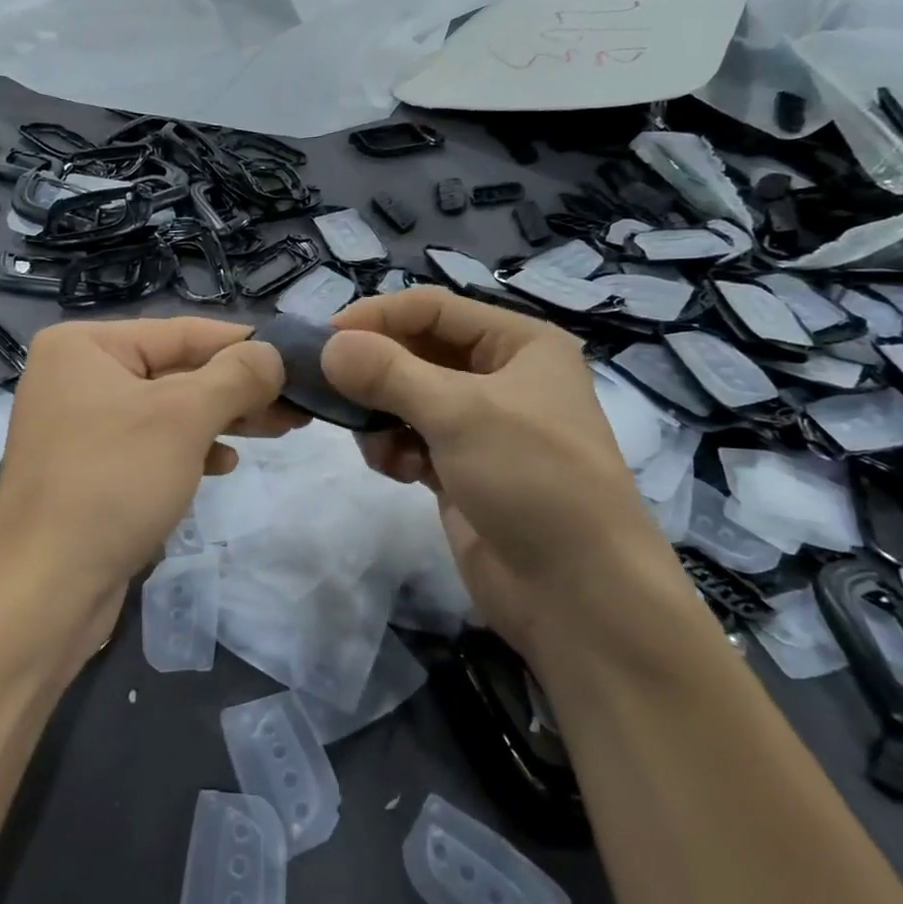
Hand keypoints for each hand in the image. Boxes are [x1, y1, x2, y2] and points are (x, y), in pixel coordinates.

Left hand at [0, 316, 288, 616]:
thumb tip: (273, 353)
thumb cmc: (113, 482)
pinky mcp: (88, 471)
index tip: (295, 356)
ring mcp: (79, 427)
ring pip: (167, 411)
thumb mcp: (183, 417)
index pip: (180, 332)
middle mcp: (76, 377)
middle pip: (175, 371)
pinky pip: (150, 446)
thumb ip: (236, 376)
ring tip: (277, 430)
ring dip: (222, 420)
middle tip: (296, 404)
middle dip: (237, 389)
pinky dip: (189, 450)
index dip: (242, 344)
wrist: (45, 589)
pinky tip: (224, 465)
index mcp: (84, 346)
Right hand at [322, 288, 664, 650]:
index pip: (433, 309)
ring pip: (408, 399)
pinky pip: (412, 440)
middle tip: (328, 389)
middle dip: (375, 372)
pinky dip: (395, 450)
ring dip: (382, 416)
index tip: (324, 339)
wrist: (578, 595)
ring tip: (375, 444)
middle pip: (418, 353)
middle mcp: (501, 377)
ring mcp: (481, 427)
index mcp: (519, 344)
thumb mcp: (460, 414)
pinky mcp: (463, 470)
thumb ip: (388, 373)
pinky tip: (397, 472)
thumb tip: (328, 347)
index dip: (378, 317)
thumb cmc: (532, 480)